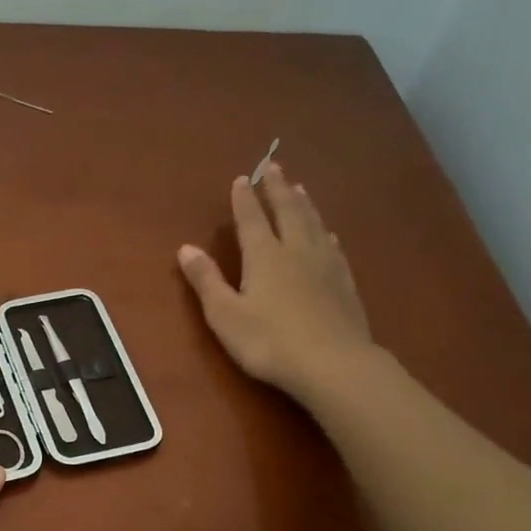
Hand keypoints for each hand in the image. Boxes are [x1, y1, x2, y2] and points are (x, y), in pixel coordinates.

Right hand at [178, 163, 373, 399]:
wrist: (333, 364)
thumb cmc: (269, 341)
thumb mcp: (225, 315)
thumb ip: (206, 280)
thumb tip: (185, 248)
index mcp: (264, 256)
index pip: (252, 219)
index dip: (245, 199)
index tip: (242, 178)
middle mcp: (296, 251)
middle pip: (288, 212)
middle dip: (279, 189)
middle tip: (274, 166)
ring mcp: (325, 265)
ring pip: (314, 224)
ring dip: (304, 204)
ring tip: (300, 188)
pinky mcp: (345, 283)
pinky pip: (333, 247)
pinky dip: (326, 233)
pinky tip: (329, 233)